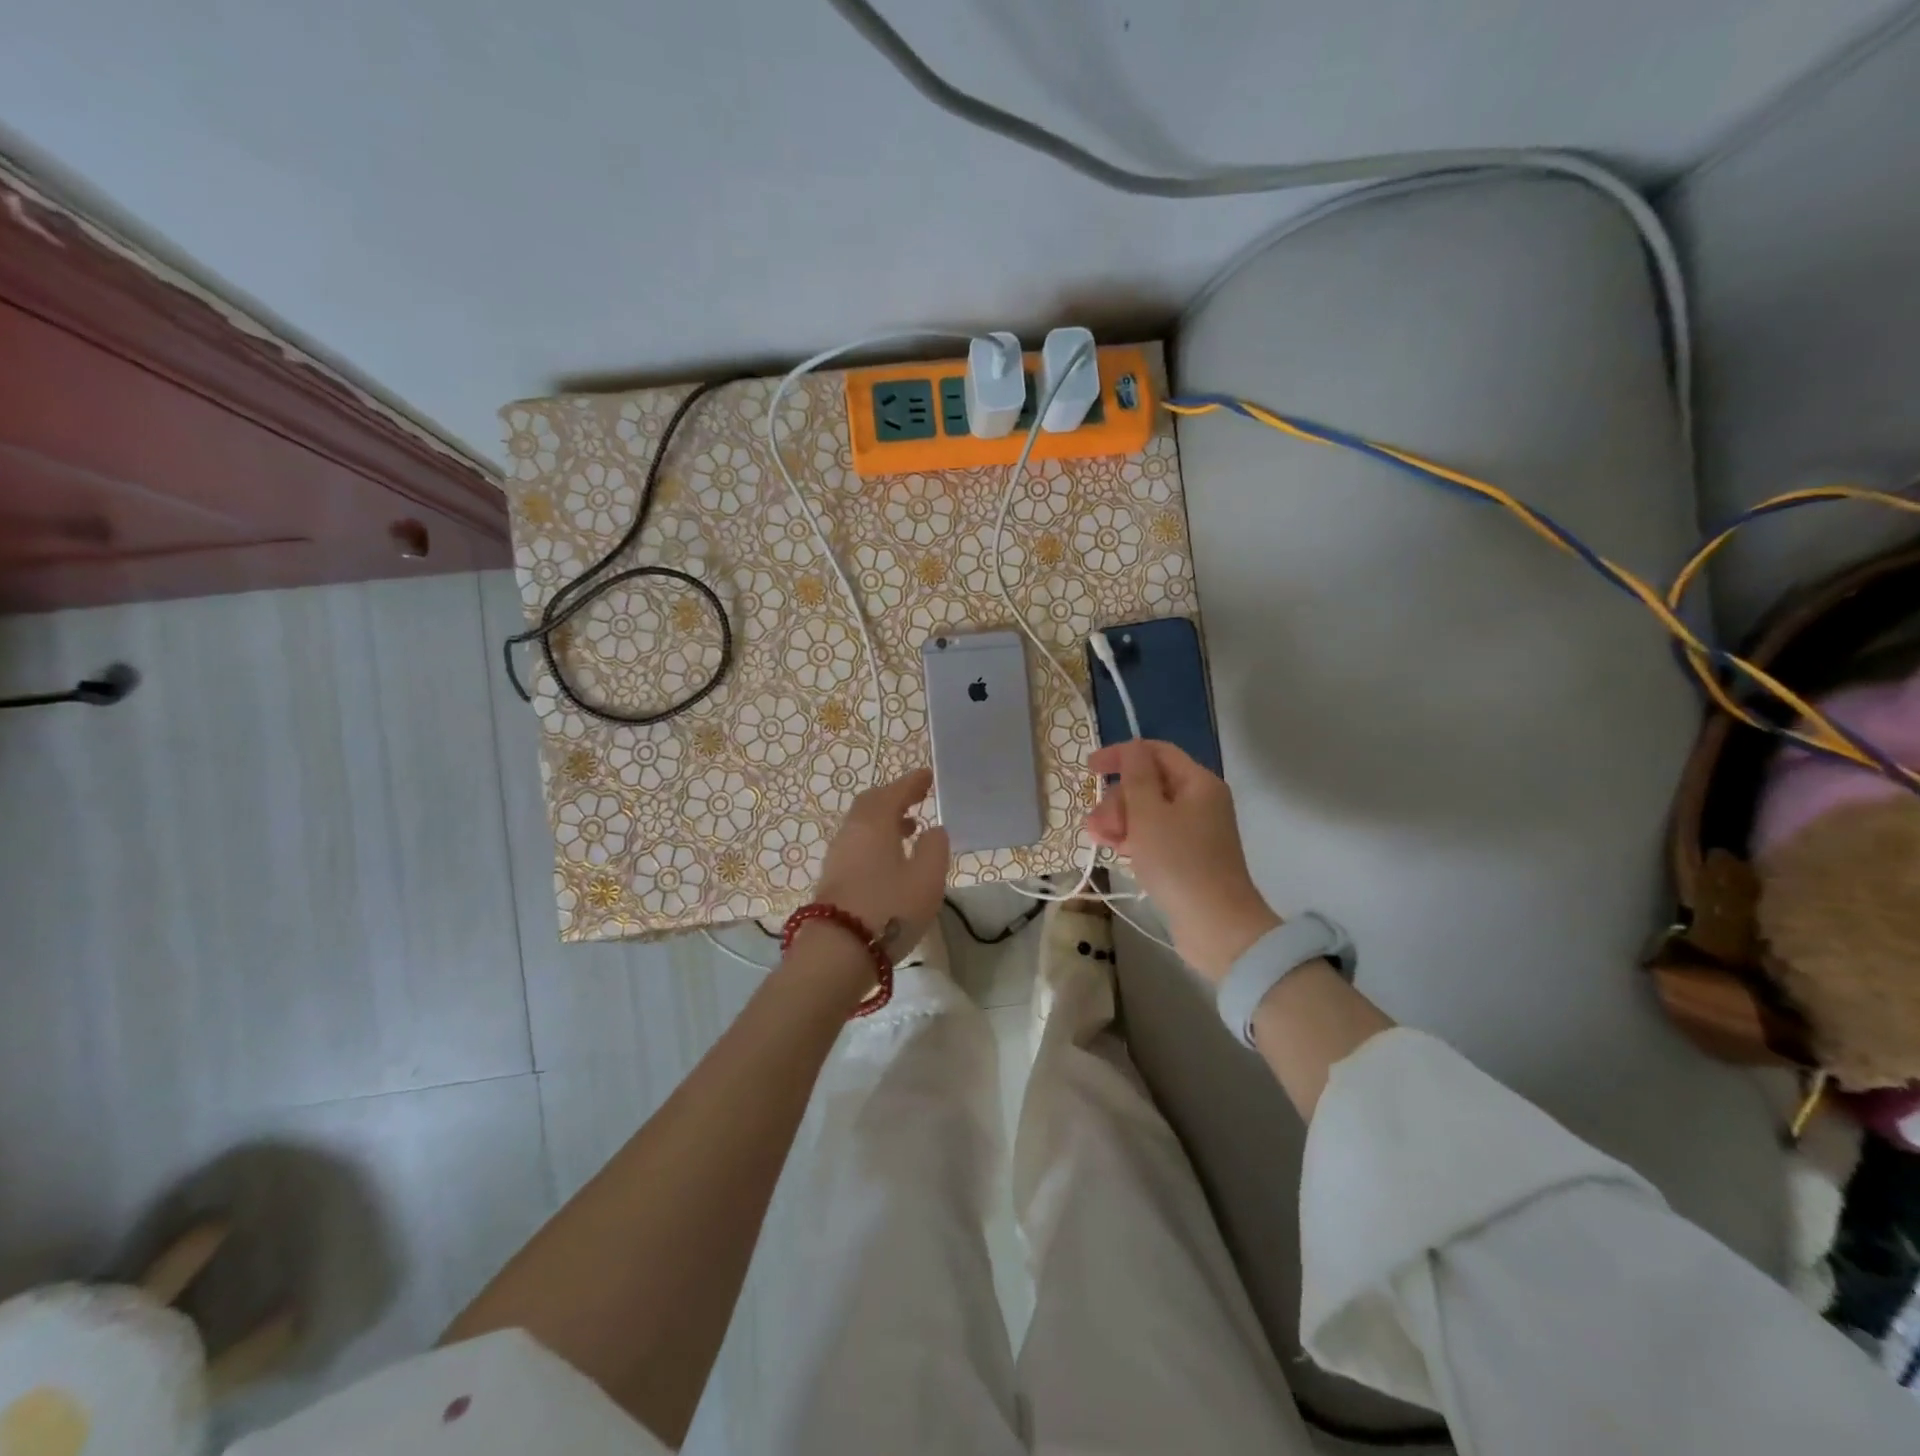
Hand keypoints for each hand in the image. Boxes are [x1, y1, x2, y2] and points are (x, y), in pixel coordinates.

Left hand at [809, 767, 949, 963]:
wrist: (838, 952)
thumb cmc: (889, 909)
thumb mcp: (927, 878)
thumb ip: (935, 847)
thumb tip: (933, 830)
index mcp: (875, 822)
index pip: (894, 791)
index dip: (913, 782)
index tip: (928, 776)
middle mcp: (851, 832)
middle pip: (872, 804)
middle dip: (895, 798)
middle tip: (917, 798)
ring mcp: (837, 856)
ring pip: (862, 825)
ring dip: (886, 821)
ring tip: (910, 829)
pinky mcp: (833, 878)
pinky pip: (857, 845)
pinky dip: (876, 840)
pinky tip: (891, 859)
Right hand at [1084, 740, 1279, 982]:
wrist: (1215, 926)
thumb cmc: (1178, 862)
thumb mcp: (1149, 813)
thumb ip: (1136, 776)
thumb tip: (1132, 748)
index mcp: (1198, 783)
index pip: (1156, 752)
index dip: (1122, 755)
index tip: (1090, 769)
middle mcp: (1200, 801)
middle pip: (1149, 784)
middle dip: (1118, 799)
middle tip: (1097, 825)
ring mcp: (1195, 831)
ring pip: (1148, 812)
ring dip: (1120, 820)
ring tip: (1100, 841)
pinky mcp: (1187, 857)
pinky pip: (1154, 835)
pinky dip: (1133, 838)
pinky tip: (1116, 852)